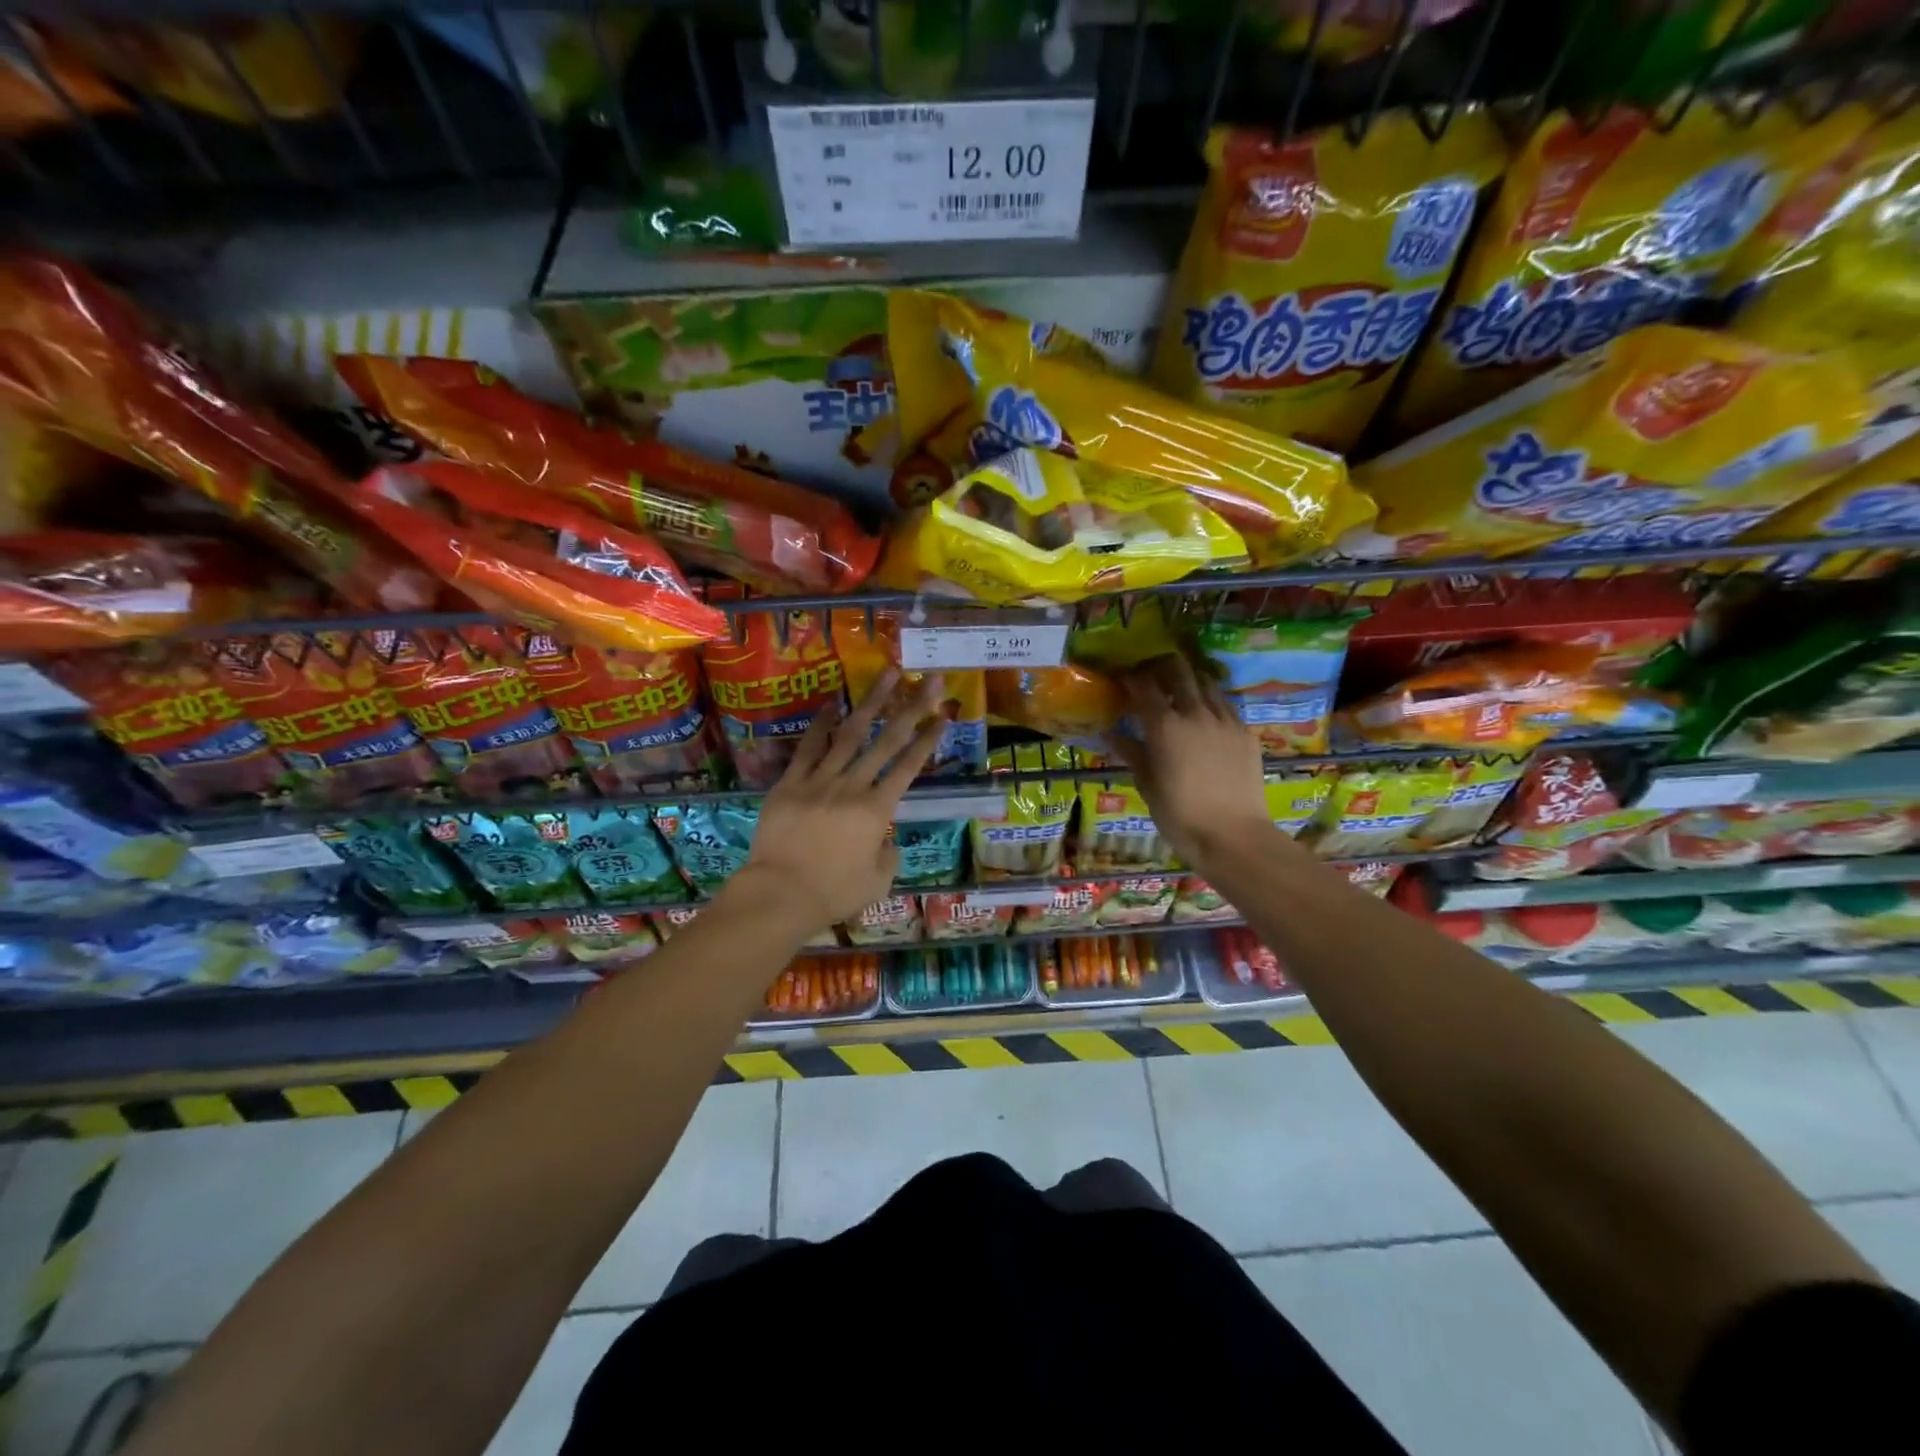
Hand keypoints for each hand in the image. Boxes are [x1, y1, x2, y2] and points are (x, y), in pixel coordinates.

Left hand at [728, 669, 946, 931]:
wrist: (780, 894)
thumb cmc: (833, 893)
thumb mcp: (878, 882)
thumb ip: (889, 855)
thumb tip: (885, 840)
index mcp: (877, 811)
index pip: (909, 767)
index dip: (928, 740)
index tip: (943, 715)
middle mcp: (853, 787)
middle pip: (886, 741)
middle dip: (911, 708)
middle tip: (928, 680)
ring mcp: (819, 781)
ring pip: (850, 734)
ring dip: (872, 702)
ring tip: (888, 675)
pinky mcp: (790, 783)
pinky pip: (808, 748)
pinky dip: (821, 724)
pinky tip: (833, 703)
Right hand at [1112, 655, 1278, 872]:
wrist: (1234, 836)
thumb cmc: (1180, 816)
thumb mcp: (1147, 785)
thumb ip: (1131, 752)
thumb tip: (1110, 733)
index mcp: (1165, 726)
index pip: (1144, 685)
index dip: (1130, 677)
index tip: (1121, 677)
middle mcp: (1196, 713)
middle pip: (1179, 671)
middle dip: (1162, 667)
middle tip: (1151, 676)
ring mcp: (1226, 720)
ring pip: (1207, 682)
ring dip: (1190, 681)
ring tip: (1180, 691)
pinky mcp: (1246, 733)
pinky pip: (1226, 705)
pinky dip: (1211, 701)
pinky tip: (1206, 716)